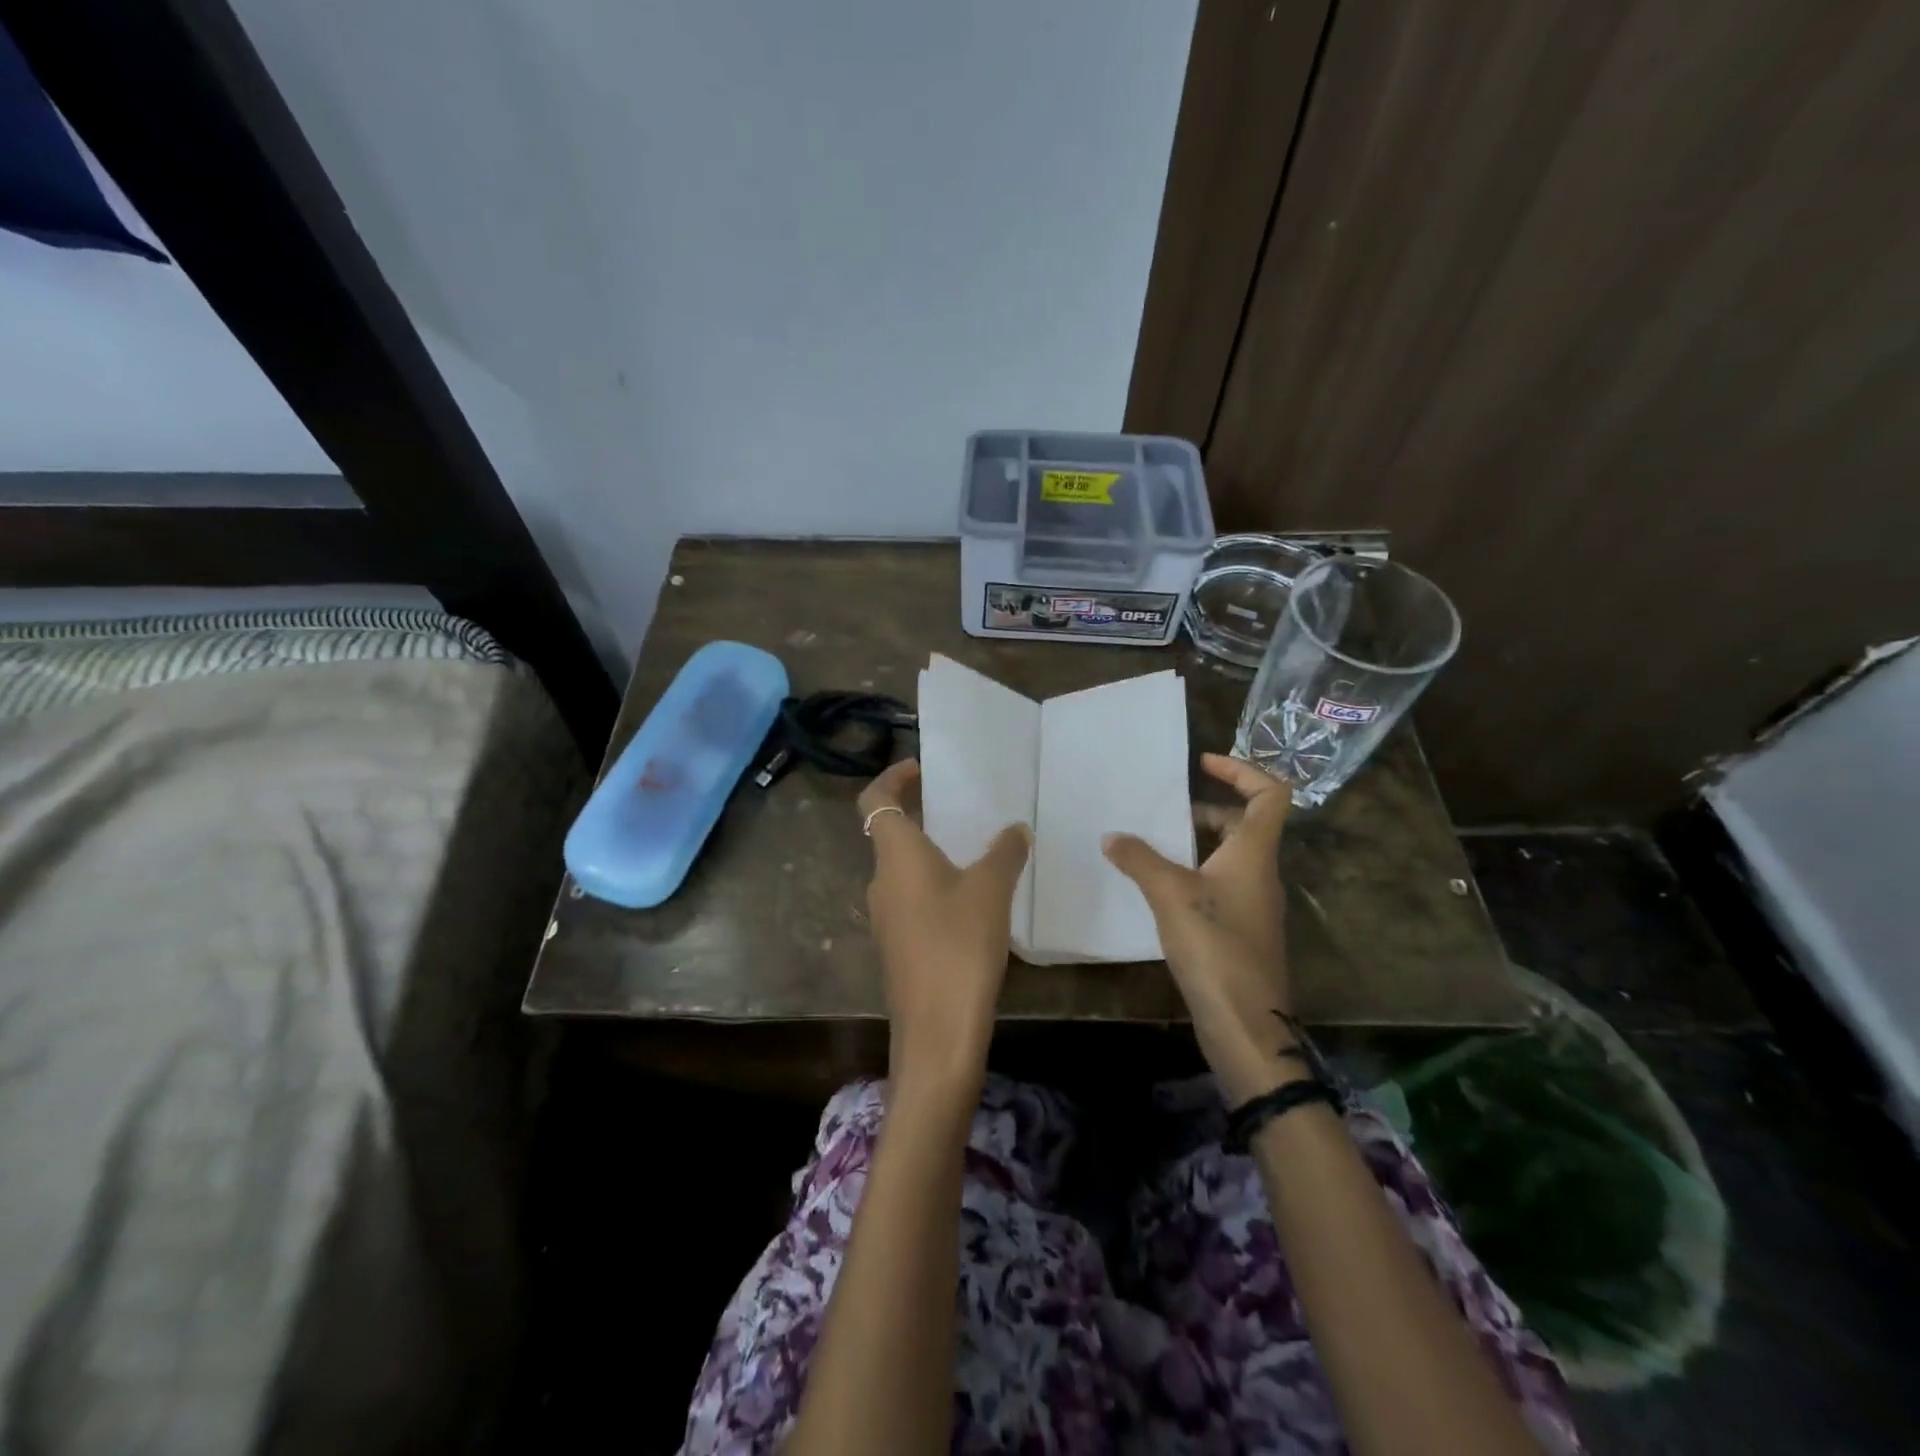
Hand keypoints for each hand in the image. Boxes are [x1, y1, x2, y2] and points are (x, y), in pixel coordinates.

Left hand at [858, 759, 1031, 1099]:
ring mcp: (887, 915)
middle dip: (921, 813)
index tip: (922, 768)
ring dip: (932, 851)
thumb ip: (1004, 852)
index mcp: (896, 856)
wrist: (937, 1031)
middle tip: (961, 805)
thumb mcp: (991, 890)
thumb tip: (1015, 829)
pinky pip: (913, 897)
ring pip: (904, 868)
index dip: (892, 777)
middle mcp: (881, 880)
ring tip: (976, 847)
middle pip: (890, 832)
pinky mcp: (899, 944)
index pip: (875, 800)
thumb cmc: (959, 945)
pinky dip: (935, 883)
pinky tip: (973, 896)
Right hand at [1103, 753, 1298, 1104]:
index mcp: (1254, 854)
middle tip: (1165, 812)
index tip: (1203, 763)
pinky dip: (1194, 874)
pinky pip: (1220, 885)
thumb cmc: (1215, 947)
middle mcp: (1261, 874)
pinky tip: (1160, 890)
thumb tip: (1112, 836)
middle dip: (1207, 809)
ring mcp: (1254, 905)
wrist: (1246, 1024)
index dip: (1242, 770)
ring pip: (1230, 857)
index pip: (1270, 794)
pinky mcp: (1241, 932)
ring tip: (1153, 847)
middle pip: (1246, 824)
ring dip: (1197, 844)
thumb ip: (1139, 859)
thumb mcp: (1170, 894)